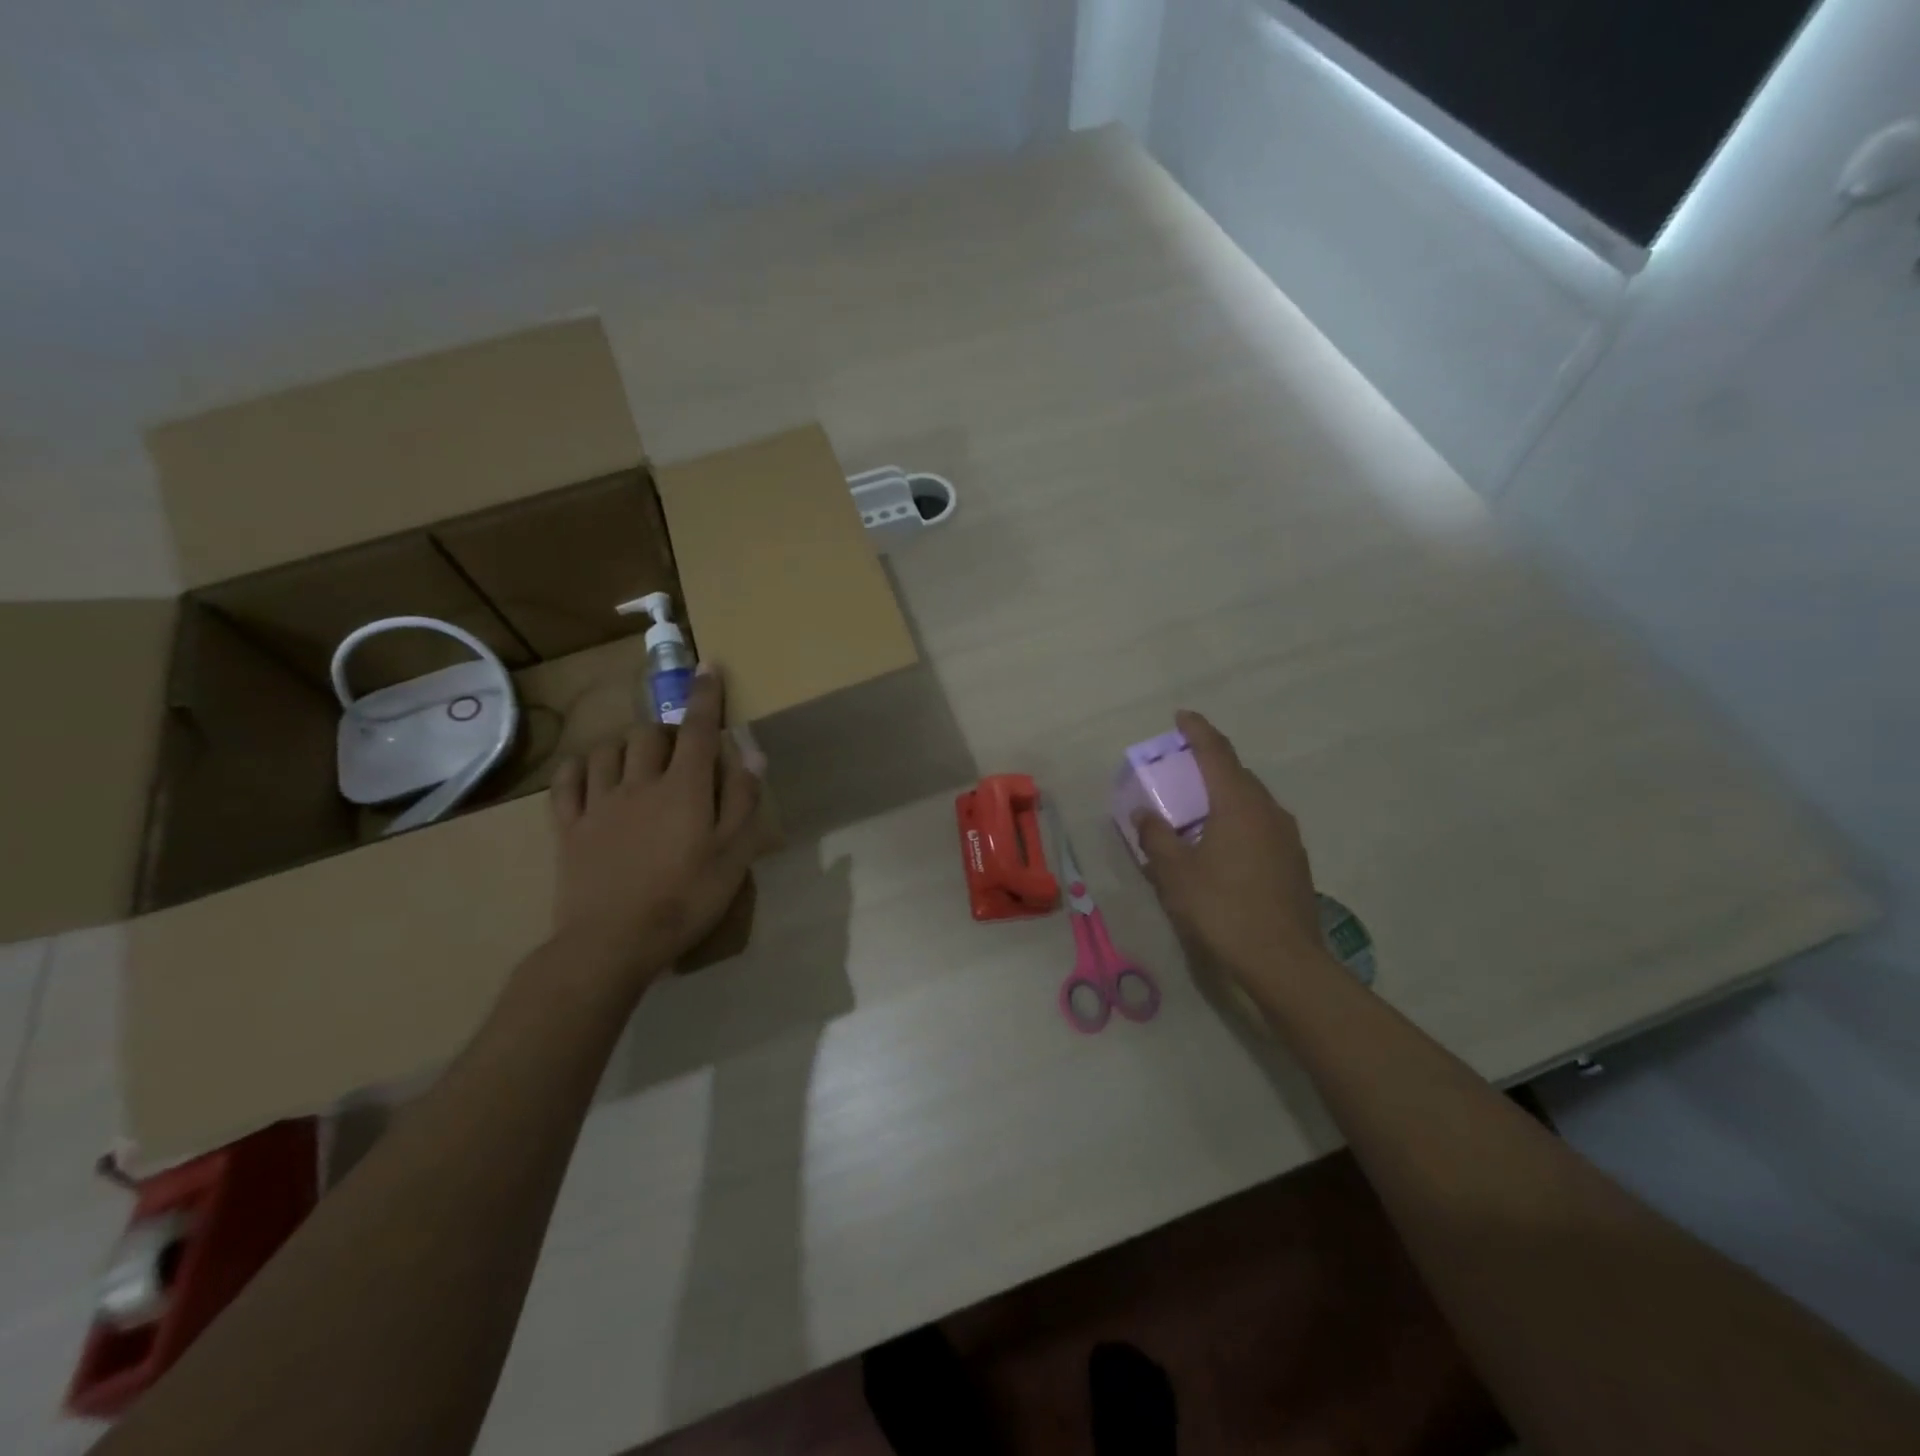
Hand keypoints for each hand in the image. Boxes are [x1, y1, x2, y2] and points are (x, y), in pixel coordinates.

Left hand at [548, 670, 761, 985]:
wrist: (613, 942)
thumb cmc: (686, 898)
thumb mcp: (734, 855)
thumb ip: (743, 800)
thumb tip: (752, 754)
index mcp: (683, 788)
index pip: (698, 729)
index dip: (705, 696)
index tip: (709, 667)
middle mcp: (639, 783)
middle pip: (650, 734)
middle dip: (667, 728)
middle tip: (679, 747)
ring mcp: (599, 804)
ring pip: (608, 751)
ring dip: (626, 744)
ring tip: (638, 759)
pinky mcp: (569, 827)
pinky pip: (567, 782)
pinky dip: (580, 767)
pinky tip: (589, 771)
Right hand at [1133, 710, 1323, 977]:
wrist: (1283, 960)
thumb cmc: (1222, 908)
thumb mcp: (1175, 874)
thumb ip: (1156, 837)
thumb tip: (1145, 814)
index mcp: (1238, 804)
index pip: (1216, 753)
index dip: (1197, 731)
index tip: (1181, 716)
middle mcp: (1268, 811)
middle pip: (1237, 775)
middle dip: (1210, 765)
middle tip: (1182, 769)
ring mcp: (1287, 837)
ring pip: (1252, 802)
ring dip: (1225, 796)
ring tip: (1200, 811)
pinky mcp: (1295, 862)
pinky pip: (1261, 826)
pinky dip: (1239, 822)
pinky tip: (1224, 847)